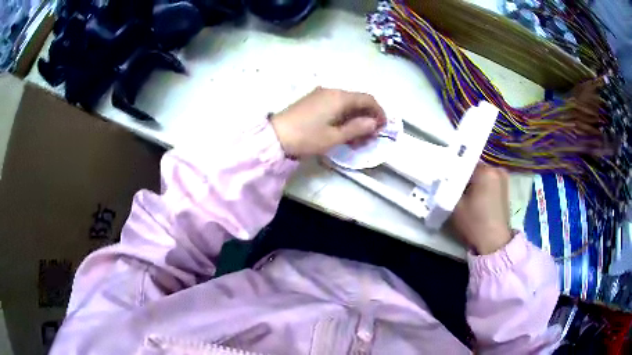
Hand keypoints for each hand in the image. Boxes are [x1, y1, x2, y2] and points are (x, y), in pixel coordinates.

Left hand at [270, 87, 386, 157]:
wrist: (275, 136)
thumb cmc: (307, 137)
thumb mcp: (335, 137)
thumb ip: (357, 128)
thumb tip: (374, 123)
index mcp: (340, 97)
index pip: (367, 99)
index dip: (379, 112)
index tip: (383, 127)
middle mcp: (332, 91)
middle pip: (357, 101)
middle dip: (367, 118)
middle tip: (370, 137)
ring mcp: (321, 95)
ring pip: (346, 104)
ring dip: (355, 120)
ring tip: (357, 140)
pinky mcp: (313, 101)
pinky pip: (335, 106)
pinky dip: (343, 118)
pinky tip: (343, 132)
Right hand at [451, 164, 512, 254]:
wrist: (495, 243)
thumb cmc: (475, 222)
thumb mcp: (455, 205)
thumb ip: (448, 187)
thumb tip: (444, 178)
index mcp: (486, 170)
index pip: (464, 162)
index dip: (453, 169)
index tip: (444, 178)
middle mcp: (497, 170)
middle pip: (474, 168)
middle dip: (463, 176)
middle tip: (451, 186)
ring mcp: (503, 179)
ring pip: (481, 175)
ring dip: (472, 182)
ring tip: (461, 193)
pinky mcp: (505, 190)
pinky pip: (489, 182)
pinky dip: (480, 187)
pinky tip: (473, 198)